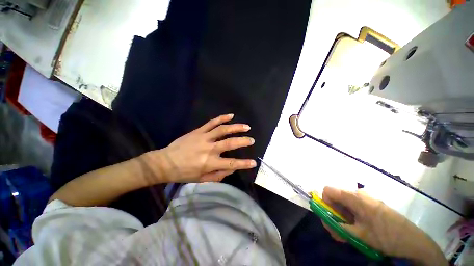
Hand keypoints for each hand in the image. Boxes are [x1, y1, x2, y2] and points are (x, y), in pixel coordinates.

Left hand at [150, 114, 256, 182]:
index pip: (231, 164)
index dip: (244, 164)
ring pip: (222, 130)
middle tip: (251, 140)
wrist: (165, 162)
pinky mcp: (198, 131)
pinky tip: (231, 116)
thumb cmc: (184, 173)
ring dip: (236, 127)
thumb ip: (218, 175)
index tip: (253, 162)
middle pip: (229, 143)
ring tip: (246, 127)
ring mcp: (203, 137)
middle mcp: (208, 149)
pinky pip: (212, 122)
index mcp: (209, 163)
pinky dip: (222, 118)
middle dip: (243, 141)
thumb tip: (232, 168)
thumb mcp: (201, 179)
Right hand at [321, 187, 447, 265]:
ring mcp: (367, 197)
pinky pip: (354, 205)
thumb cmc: (385, 236)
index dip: (325, 202)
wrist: (414, 241)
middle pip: (336, 197)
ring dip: (343, 216)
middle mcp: (358, 192)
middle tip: (340, 230)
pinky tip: (359, 228)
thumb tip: (323, 220)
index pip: (328, 190)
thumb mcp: (358, 235)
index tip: (331, 217)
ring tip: (351, 232)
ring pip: (345, 202)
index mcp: (354, 196)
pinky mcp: (372, 203)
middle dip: (334, 213)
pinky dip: (351, 216)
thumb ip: (337, 226)